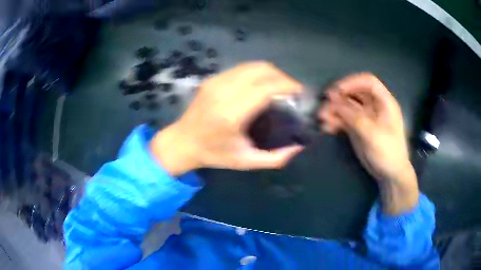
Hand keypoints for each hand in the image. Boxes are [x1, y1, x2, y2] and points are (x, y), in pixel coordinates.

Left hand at [150, 62, 303, 175]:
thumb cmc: (214, 154)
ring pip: (253, 65)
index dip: (287, 85)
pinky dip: (258, 73)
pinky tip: (262, 84)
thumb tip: (299, 146)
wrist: (182, 142)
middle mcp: (223, 91)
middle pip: (262, 70)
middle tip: (292, 91)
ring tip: (280, 86)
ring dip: (271, 73)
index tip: (301, 93)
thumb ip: (275, 158)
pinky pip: (242, 68)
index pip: (266, 88)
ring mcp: (216, 81)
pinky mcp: (213, 78)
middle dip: (283, 77)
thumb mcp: (246, 162)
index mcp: (232, 113)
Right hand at [318, 73, 418, 213]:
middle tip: (324, 105)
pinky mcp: (358, 128)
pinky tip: (327, 127)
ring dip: (334, 110)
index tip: (336, 90)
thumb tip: (332, 101)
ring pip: (347, 107)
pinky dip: (336, 122)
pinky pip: (345, 120)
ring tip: (322, 118)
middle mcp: (374, 106)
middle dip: (339, 98)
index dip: (352, 82)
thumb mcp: (372, 133)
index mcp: (384, 102)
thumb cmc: (387, 151)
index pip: (368, 82)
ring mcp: (365, 117)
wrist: (390, 174)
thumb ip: (352, 116)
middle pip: (355, 94)